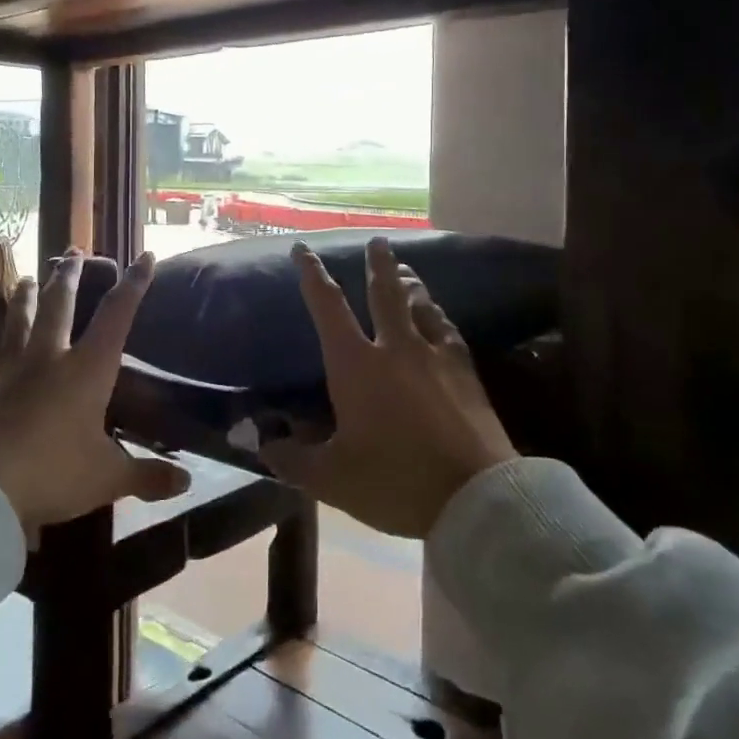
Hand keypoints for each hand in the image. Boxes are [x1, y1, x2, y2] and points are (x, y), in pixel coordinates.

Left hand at [0, 249, 189, 540]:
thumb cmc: (54, 472)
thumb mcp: (108, 478)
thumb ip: (147, 476)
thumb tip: (187, 483)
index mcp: (87, 370)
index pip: (116, 317)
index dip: (133, 286)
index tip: (144, 256)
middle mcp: (48, 361)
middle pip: (58, 308)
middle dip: (68, 278)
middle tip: (72, 251)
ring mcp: (8, 375)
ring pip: (16, 327)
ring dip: (22, 301)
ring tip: (23, 278)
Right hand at [263, 237, 516, 538]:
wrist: (474, 497)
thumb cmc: (394, 482)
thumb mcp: (331, 479)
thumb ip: (293, 458)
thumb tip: (265, 444)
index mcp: (355, 365)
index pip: (328, 308)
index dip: (313, 275)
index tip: (304, 249)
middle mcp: (395, 348)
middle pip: (384, 292)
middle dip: (377, 263)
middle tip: (377, 240)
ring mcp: (435, 356)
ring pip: (420, 305)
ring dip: (410, 283)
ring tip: (405, 270)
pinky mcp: (466, 373)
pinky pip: (449, 330)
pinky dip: (439, 316)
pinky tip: (440, 316)